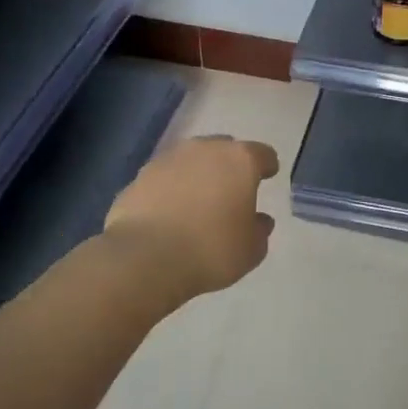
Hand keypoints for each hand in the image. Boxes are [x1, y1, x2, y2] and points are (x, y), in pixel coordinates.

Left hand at [105, 136, 279, 300]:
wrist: (144, 259)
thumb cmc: (210, 250)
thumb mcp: (251, 250)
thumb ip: (259, 230)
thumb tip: (258, 220)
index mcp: (240, 161)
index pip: (263, 154)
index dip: (267, 166)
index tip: (267, 178)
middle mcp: (204, 149)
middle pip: (224, 149)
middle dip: (229, 167)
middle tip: (231, 192)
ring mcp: (168, 159)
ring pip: (191, 160)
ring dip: (197, 175)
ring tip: (197, 203)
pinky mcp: (139, 176)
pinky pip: (164, 178)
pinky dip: (170, 190)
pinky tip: (169, 214)